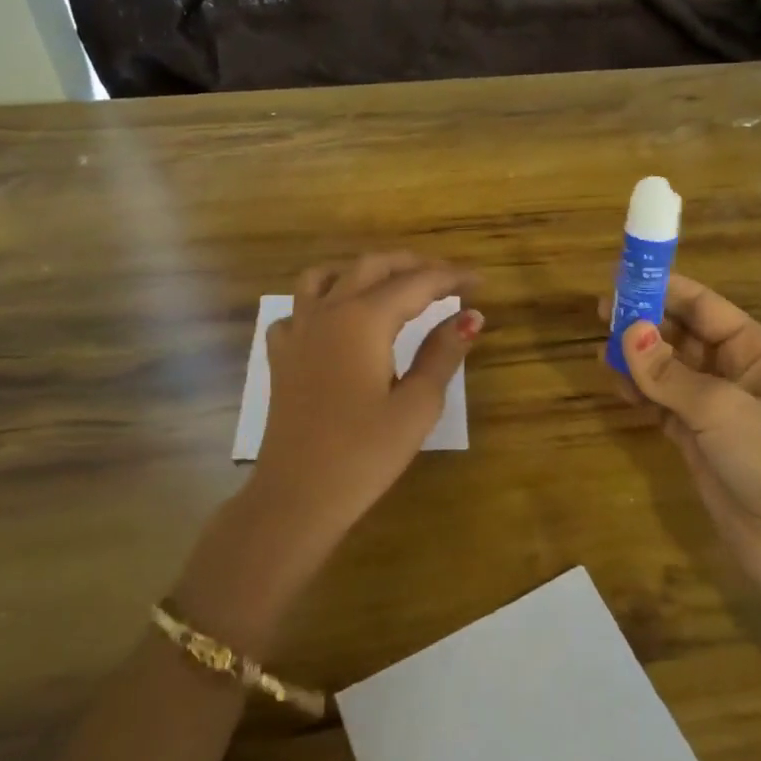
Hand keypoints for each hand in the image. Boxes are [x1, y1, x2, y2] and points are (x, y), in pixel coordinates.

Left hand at [253, 253, 481, 539]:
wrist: (297, 495)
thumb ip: (442, 354)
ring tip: (391, 284)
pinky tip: (337, 322)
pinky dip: (322, 301)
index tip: (479, 281)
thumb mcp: (417, 405)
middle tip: (446, 278)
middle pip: (371, 266)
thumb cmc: (364, 454)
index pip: (416, 282)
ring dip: (363, 271)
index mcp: (364, 319)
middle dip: (412, 265)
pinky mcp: (281, 356)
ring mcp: (297, 331)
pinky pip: (298, 309)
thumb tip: (470, 317)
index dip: (451, 277)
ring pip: (326, 276)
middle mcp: (327, 312)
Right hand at [601, 274, 760, 599]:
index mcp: (753, 349)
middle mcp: (732, 369)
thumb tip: (626, 330)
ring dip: (637, 357)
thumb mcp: (720, 410)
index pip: (703, 306)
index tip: (622, 279)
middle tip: (600, 314)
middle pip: (680, 333)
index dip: (663, 289)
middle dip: (644, 322)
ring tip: (601, 349)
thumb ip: (669, 373)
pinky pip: (660, 400)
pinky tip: (615, 381)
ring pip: (666, 367)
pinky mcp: (694, 435)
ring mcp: (712, 404)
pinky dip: (638, 390)